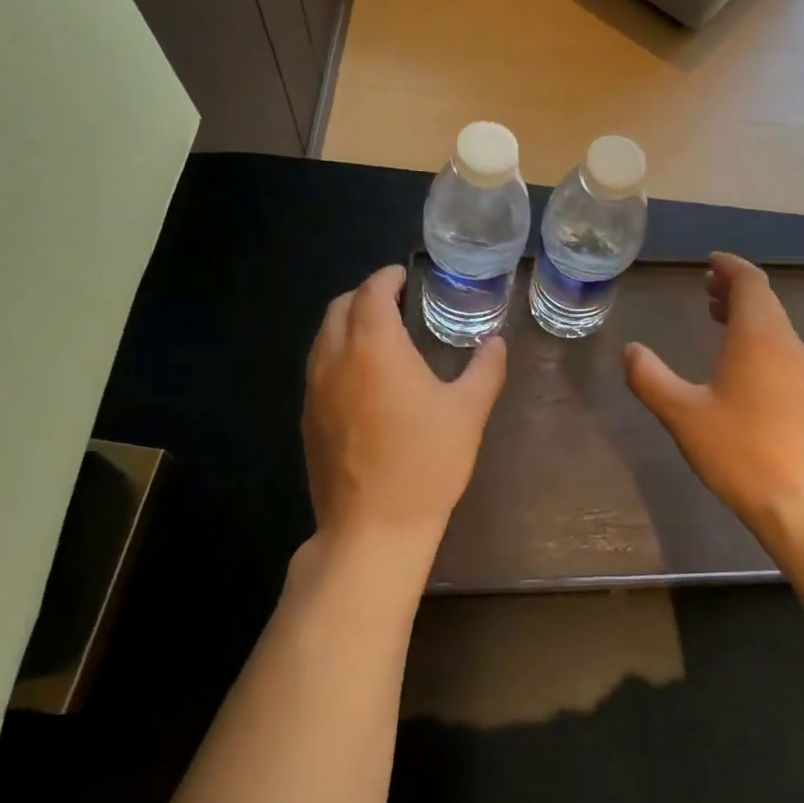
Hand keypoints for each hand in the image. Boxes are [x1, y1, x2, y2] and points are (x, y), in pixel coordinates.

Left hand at [302, 265, 506, 554]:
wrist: (373, 526)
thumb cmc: (426, 462)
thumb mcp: (469, 411)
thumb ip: (485, 368)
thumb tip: (495, 343)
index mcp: (375, 347)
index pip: (372, 292)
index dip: (388, 278)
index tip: (405, 276)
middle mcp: (335, 359)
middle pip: (340, 308)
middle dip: (366, 296)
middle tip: (397, 301)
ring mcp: (315, 390)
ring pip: (324, 337)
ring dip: (348, 323)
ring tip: (381, 335)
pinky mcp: (308, 419)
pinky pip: (319, 367)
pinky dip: (338, 353)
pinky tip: (365, 377)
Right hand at [623, 252, 803, 533]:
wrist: (796, 497)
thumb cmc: (737, 450)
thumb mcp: (682, 414)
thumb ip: (650, 378)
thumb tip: (629, 351)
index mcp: (758, 336)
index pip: (750, 281)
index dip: (729, 267)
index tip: (708, 263)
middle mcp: (785, 341)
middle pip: (763, 297)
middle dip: (735, 286)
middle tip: (705, 287)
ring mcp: (800, 366)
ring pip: (774, 321)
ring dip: (746, 311)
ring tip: (716, 314)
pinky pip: (780, 343)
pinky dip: (757, 334)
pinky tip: (737, 357)